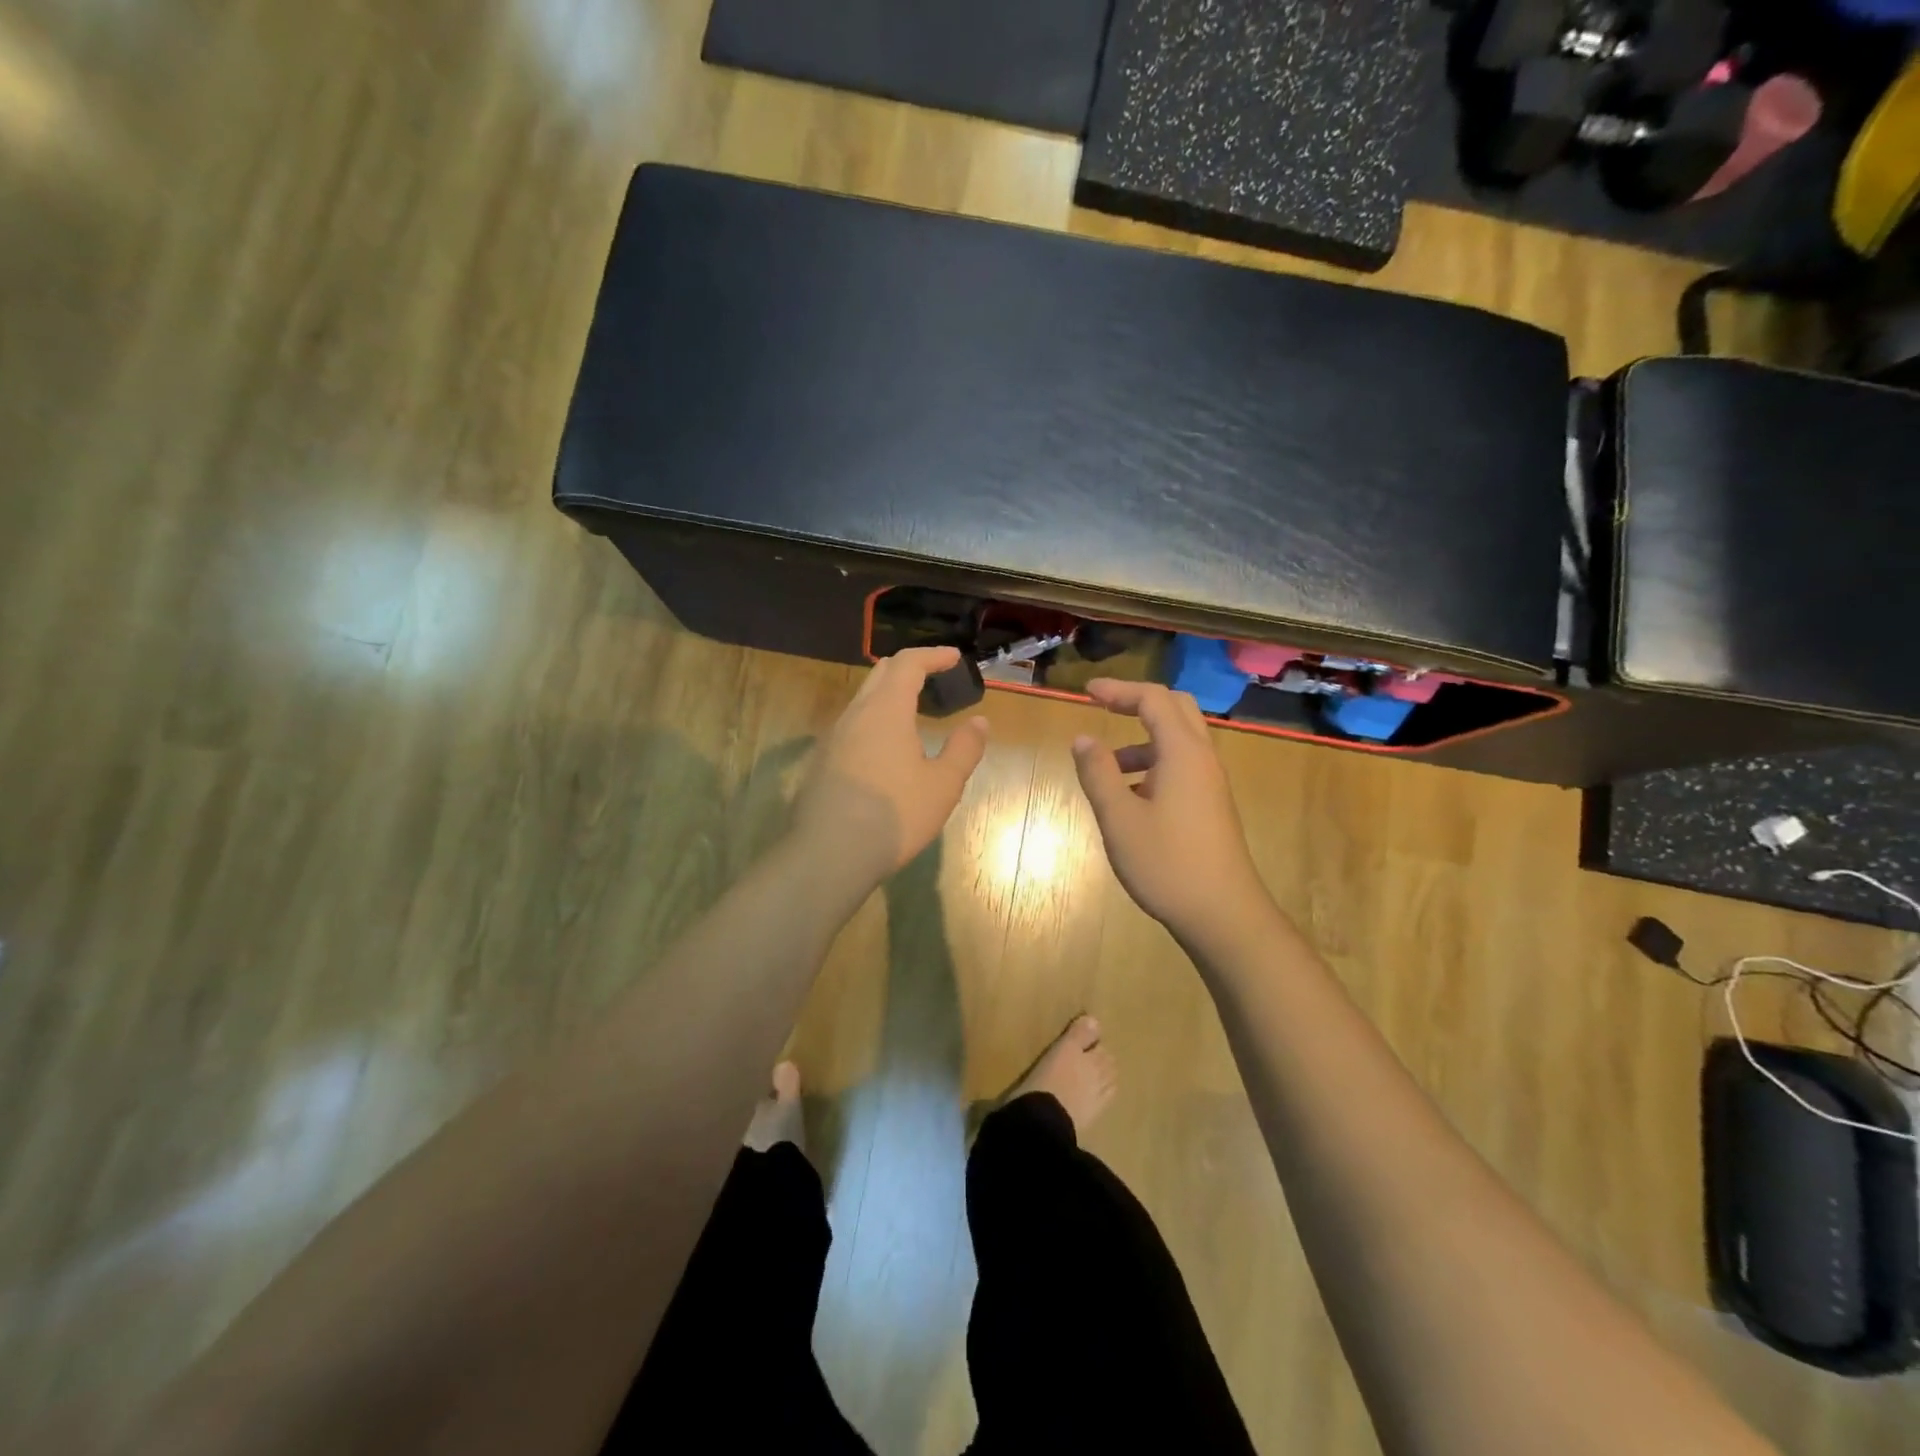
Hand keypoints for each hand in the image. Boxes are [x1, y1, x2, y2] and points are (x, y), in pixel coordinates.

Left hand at [792, 646, 989, 889]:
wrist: (830, 854)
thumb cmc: (895, 814)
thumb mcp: (943, 785)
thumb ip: (964, 749)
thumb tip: (979, 722)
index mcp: (886, 710)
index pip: (908, 663)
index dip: (933, 656)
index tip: (954, 657)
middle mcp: (855, 714)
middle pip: (880, 675)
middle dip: (909, 668)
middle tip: (934, 676)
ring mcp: (832, 738)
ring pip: (862, 701)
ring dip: (889, 696)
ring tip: (913, 713)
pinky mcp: (821, 762)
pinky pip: (851, 727)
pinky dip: (874, 722)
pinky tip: (885, 750)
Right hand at [1071, 679, 1270, 943]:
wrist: (1223, 915)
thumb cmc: (1167, 863)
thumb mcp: (1119, 818)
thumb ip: (1098, 773)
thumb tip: (1083, 738)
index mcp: (1183, 753)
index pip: (1153, 699)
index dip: (1119, 689)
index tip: (1086, 691)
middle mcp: (1203, 759)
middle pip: (1175, 709)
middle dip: (1137, 702)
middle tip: (1103, 707)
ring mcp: (1211, 784)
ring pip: (1178, 741)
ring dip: (1142, 740)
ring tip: (1106, 767)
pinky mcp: (1211, 806)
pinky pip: (1181, 767)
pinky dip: (1153, 765)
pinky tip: (1129, 799)